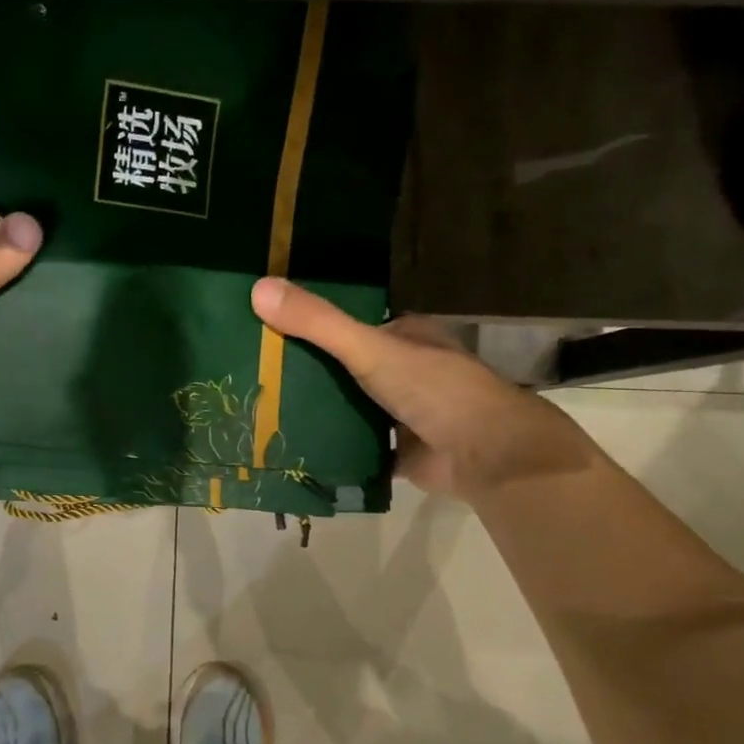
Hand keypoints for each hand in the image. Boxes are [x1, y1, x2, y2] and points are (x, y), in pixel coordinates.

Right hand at [250, 276, 593, 500]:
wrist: (487, 455)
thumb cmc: (434, 390)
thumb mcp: (369, 348)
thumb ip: (317, 323)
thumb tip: (257, 287)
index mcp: (406, 338)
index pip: (350, 328)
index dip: (311, 331)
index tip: (266, 336)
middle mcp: (407, 372)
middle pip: (347, 369)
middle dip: (310, 376)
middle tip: (256, 380)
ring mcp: (405, 414)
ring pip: (351, 408)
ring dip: (320, 413)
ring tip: (264, 414)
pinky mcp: (401, 452)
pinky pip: (358, 447)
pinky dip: (333, 448)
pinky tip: (294, 449)